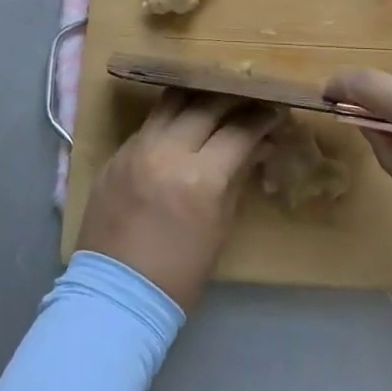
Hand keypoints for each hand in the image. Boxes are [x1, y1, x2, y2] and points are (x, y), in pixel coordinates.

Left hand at [76, 90, 275, 312]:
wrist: (117, 293)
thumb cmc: (180, 271)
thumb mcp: (220, 226)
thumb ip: (238, 177)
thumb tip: (259, 145)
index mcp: (200, 178)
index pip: (239, 131)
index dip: (261, 119)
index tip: (275, 111)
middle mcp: (167, 151)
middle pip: (207, 105)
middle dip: (234, 100)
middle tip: (250, 100)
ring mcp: (138, 147)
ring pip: (173, 101)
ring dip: (199, 97)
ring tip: (216, 99)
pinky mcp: (118, 151)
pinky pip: (151, 121)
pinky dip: (172, 116)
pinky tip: (184, 120)